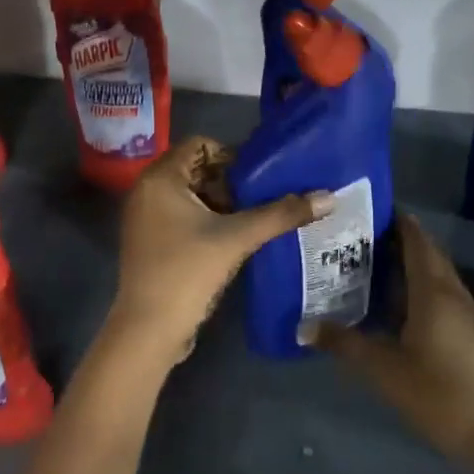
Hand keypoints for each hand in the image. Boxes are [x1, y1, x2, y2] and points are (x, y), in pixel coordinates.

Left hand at [100, 136, 331, 378]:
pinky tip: (231, 240)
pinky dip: (205, 221)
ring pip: (189, 195)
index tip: (258, 178)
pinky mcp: (149, 241)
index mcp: (161, 178)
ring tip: (250, 220)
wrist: (148, 328)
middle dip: (229, 183)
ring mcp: (144, 217)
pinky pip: (180, 216)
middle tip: (258, 200)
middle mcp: (146, 190)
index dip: (231, 155)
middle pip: (195, 169)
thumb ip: (281, 214)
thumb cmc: (188, 271)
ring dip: (220, 203)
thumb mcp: (238, 238)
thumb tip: (329, 198)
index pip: (200, 145)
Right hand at [319, 216, 473, 473]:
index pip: (417, 242)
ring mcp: (466, 314)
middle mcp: (453, 294)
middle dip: (401, 239)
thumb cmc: (437, 394)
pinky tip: (399, 301)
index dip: (399, 222)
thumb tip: (304, 327)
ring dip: (412, 262)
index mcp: (433, 292)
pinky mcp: (470, 334)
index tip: (371, 209)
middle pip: (429, 254)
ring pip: (438, 274)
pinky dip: (421, 284)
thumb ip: (344, 344)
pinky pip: (443, 293)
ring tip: (375, 261)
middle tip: (364, 235)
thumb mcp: (383, 369)